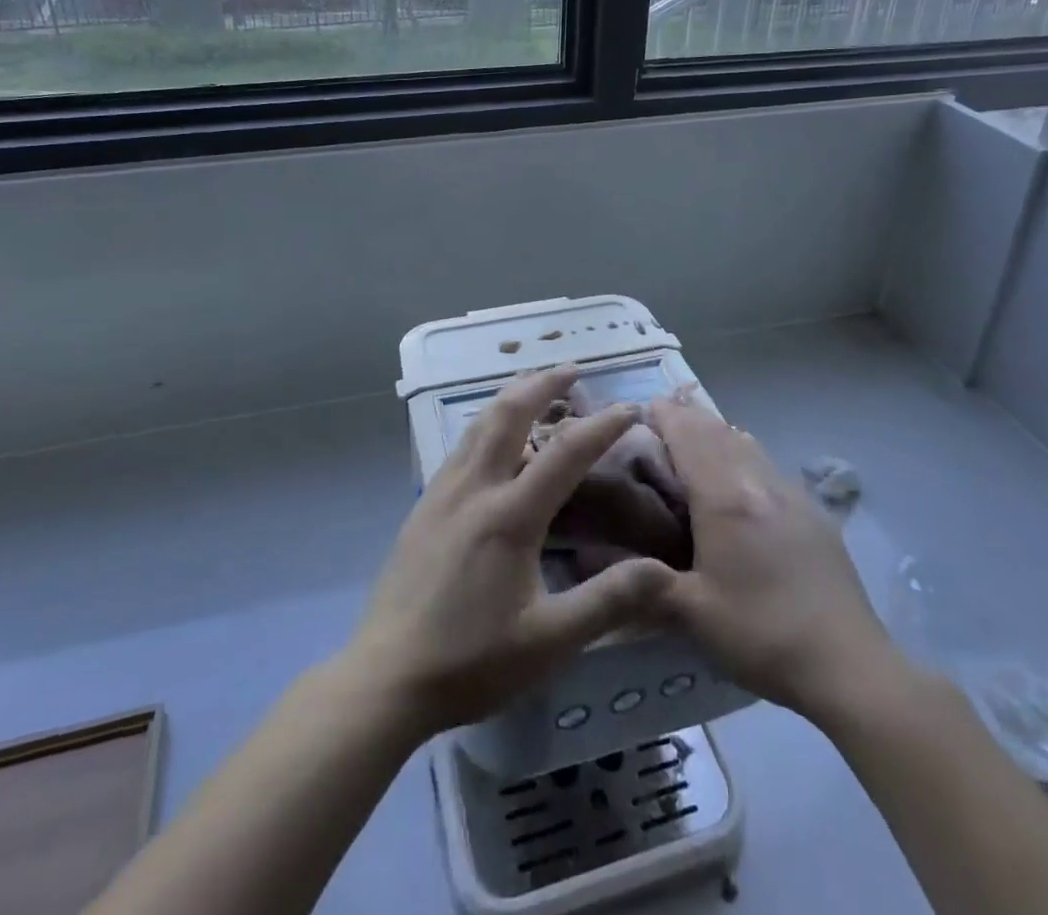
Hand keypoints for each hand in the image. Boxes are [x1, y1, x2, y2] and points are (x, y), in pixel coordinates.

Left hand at [347, 366, 675, 737]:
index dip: (602, 426)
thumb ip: (607, 602)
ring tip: (533, 387)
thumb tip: (661, 570)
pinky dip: (486, 424)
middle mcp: (475, 489)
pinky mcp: (424, 506)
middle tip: (570, 369)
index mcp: (509, 516)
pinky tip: (492, 438)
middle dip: (542, 384)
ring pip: (479, 424)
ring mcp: (443, 493)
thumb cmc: (472, 662)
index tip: (629, 407)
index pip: (565, 453)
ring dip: (510, 397)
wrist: (386, 677)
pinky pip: (461, 446)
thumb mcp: (549, 642)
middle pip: (509, 414)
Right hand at [651, 388, 902, 722]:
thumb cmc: (761, 633)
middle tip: (665, 412)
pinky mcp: (813, 512)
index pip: (688, 436)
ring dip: (718, 431)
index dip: (666, 415)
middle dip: (689, 416)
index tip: (645, 405)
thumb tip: (593, 568)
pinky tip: (744, 475)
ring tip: (699, 435)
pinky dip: (745, 453)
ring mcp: (790, 493)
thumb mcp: (693, 615)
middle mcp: (756, 482)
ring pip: (747, 443)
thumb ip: (644, 584)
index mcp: (723, 498)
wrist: (848, 663)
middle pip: (718, 431)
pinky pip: (769, 465)